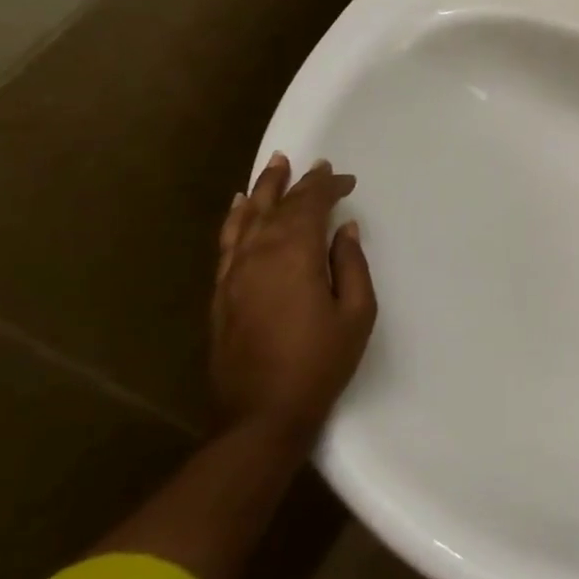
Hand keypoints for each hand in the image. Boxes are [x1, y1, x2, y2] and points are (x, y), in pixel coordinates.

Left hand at [210, 153, 375, 444]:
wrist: (262, 413)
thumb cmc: (320, 362)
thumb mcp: (356, 313)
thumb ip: (351, 264)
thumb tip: (344, 229)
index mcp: (295, 256)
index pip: (309, 206)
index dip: (327, 187)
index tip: (346, 180)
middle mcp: (259, 255)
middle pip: (277, 206)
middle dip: (297, 183)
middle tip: (314, 164)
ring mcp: (234, 273)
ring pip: (246, 218)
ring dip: (262, 189)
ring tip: (274, 165)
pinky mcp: (222, 292)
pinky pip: (227, 242)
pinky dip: (234, 218)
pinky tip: (238, 206)